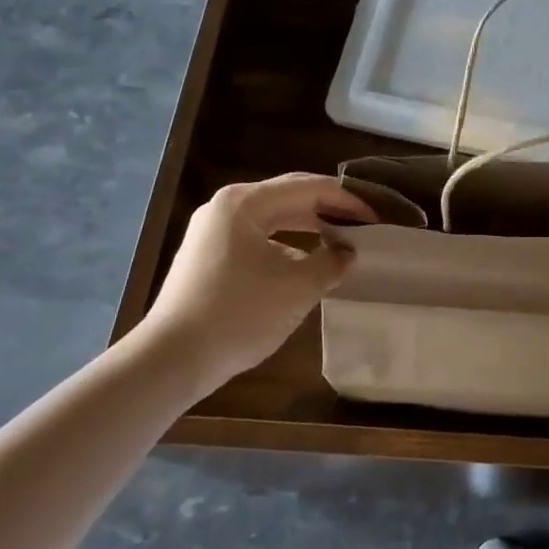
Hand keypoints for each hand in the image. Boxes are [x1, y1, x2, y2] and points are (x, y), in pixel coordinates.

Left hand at [139, 174, 374, 389]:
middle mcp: (226, 206)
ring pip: (274, 217)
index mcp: (245, 202)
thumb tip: (347, 253)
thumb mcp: (297, 288)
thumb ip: (331, 262)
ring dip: (309, 225)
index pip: (309, 188)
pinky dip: (287, 242)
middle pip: (290, 196)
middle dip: (329, 208)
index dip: (348, 200)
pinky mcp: (209, 255)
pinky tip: (307, 261)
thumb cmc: (238, 315)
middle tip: (364, 223)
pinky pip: (258, 236)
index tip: (377, 217)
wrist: (171, 361)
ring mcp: (213, 230)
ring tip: (341, 239)